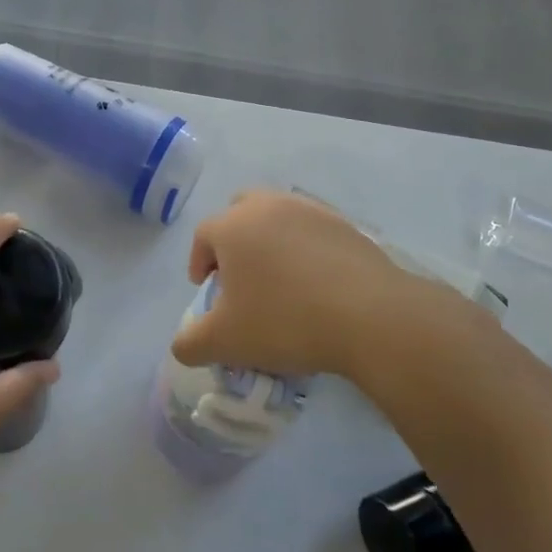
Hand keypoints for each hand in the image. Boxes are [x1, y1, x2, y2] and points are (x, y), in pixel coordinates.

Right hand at [171, 190, 496, 385]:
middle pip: (240, 211)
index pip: (203, 236)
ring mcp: (310, 210)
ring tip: (279, 279)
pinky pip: (312, 230)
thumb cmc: (285, 321)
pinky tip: (315, 282)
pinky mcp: (345, 224)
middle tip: (240, 275)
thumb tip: (181, 345)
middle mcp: (268, 206)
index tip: (206, 289)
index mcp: (233, 226)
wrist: (370, 315)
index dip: (199, 262)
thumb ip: (191, 344)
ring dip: (270, 240)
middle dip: (233, 239)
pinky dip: (305, 247)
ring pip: (278, 215)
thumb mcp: (226, 342)